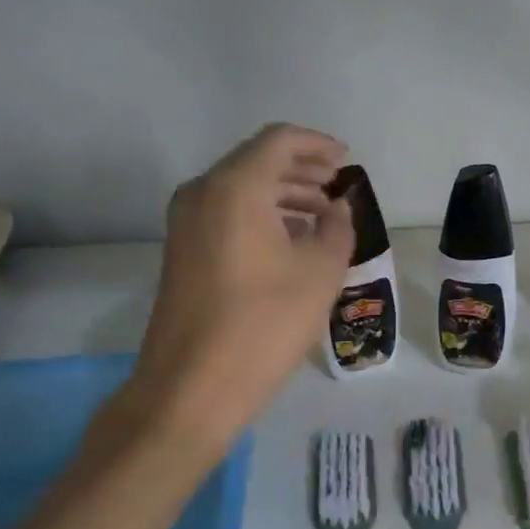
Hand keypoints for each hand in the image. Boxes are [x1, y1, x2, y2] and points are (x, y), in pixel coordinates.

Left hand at [112, 124, 354, 450]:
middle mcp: (202, 193)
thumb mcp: (319, 272)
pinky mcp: (182, 251)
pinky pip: (227, 214)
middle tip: (338, 187)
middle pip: (256, 161)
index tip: (346, 161)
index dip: (317, 145)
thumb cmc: (264, 324)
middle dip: (302, 170)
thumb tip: (337, 208)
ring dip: (283, 195)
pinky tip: (291, 241)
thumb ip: (337, 227)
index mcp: (234, 188)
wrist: (192, 387)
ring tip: (323, 216)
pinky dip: (262, 216)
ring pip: (241, 189)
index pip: (279, 141)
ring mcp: (186, 223)